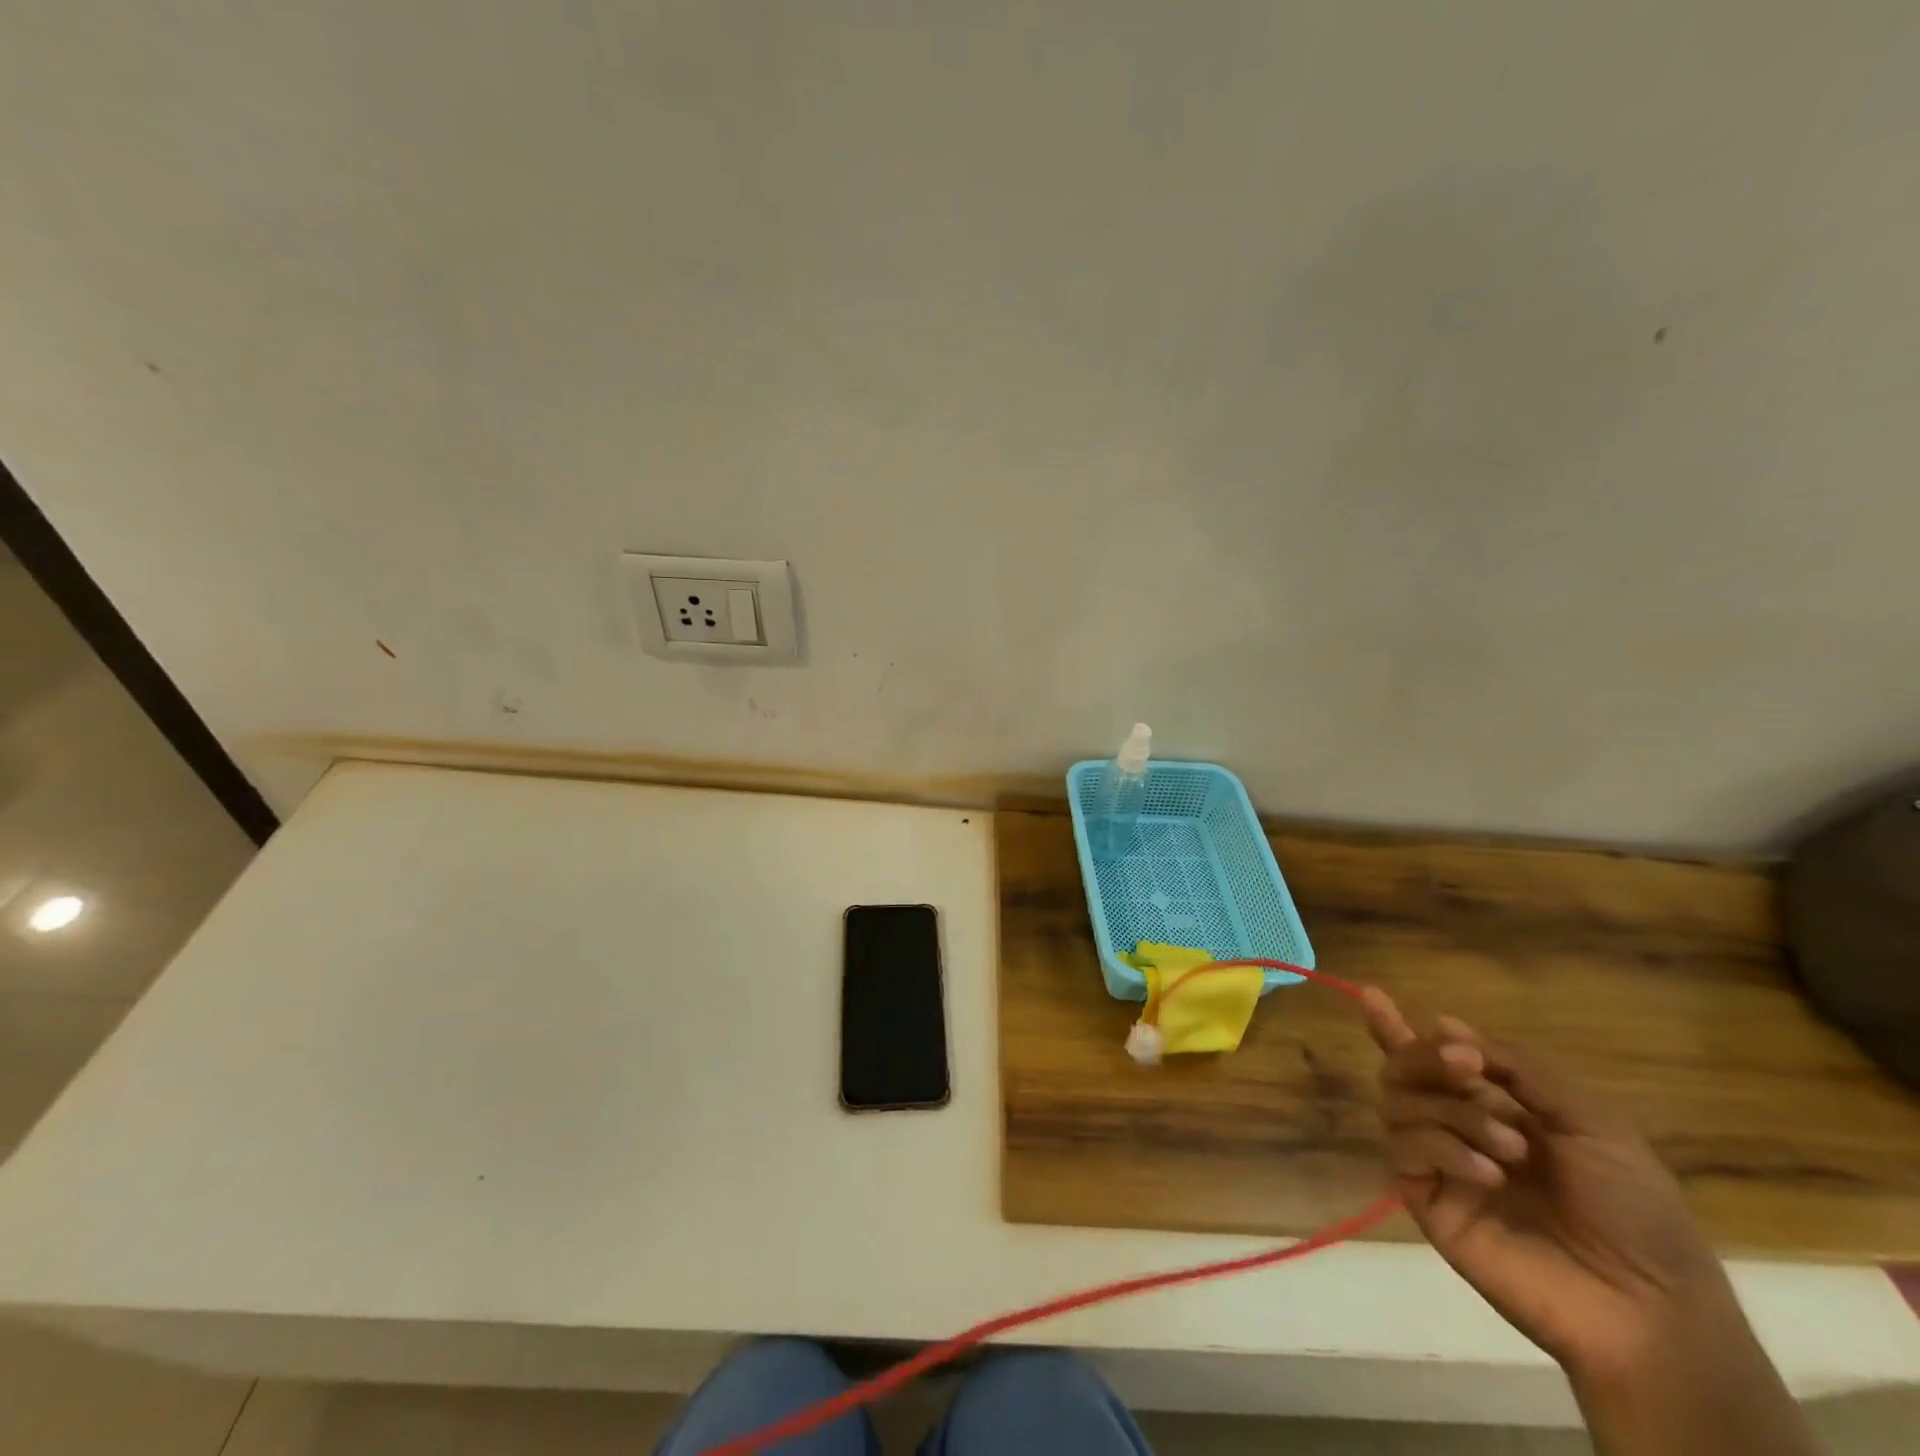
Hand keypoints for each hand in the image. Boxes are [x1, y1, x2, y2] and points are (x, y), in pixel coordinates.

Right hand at [1360, 988, 1732, 1378]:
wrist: (1647, 1305)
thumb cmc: (1633, 1208)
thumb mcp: (1590, 1120)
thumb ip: (1518, 1068)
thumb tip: (1445, 1024)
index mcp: (1494, 1104)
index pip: (1430, 1057)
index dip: (1394, 1027)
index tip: (1372, 995)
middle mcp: (1455, 1126)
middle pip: (1402, 1069)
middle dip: (1426, 1056)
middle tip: (1466, 1064)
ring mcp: (1438, 1164)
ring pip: (1398, 1103)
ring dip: (1452, 1111)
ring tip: (1511, 1149)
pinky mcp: (1424, 1200)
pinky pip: (1404, 1150)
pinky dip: (1442, 1148)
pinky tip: (1488, 1175)